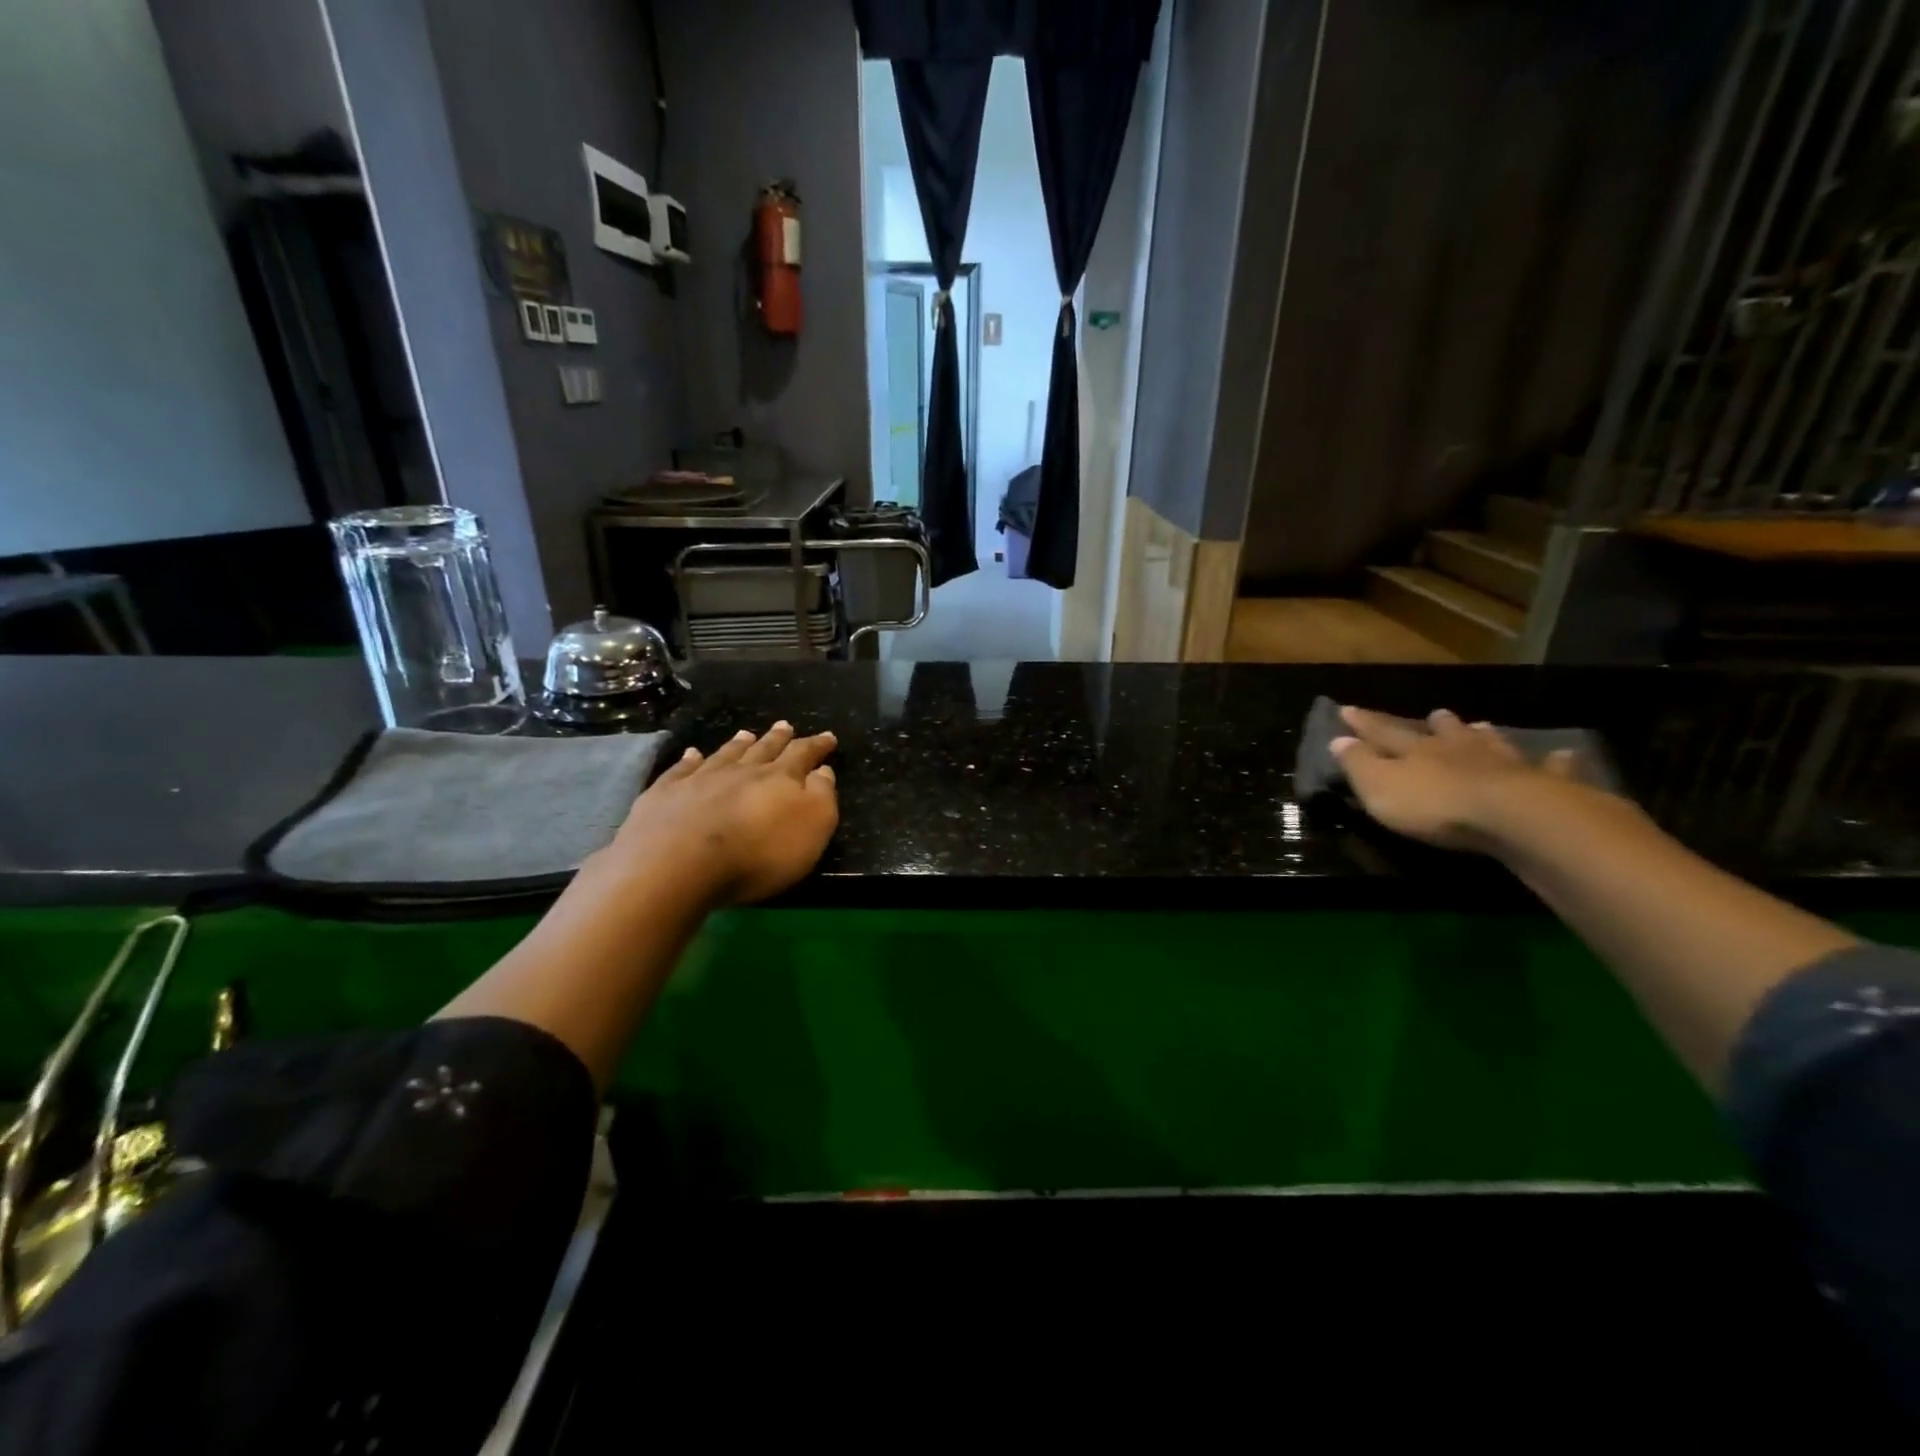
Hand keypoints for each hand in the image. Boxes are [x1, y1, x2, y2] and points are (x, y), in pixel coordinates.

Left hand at [597, 721, 839, 905]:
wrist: (679, 862)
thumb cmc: (758, 852)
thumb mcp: (812, 828)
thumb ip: (821, 797)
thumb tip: (823, 771)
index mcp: (780, 779)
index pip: (803, 755)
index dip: (817, 746)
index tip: (828, 737)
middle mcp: (742, 771)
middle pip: (764, 750)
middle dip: (778, 738)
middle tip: (785, 725)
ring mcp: (701, 779)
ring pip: (726, 755)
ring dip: (738, 744)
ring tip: (746, 734)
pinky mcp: (666, 793)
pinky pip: (682, 769)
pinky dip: (689, 760)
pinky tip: (691, 754)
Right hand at [1330, 705, 1577, 852]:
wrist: (1512, 817)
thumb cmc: (1435, 805)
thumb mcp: (1379, 787)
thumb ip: (1358, 764)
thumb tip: (1337, 739)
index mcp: (1416, 751)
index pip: (1384, 732)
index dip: (1364, 723)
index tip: (1347, 709)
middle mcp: (1459, 750)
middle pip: (1445, 733)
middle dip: (1436, 725)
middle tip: (1435, 713)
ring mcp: (1504, 764)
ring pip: (1491, 744)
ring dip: (1483, 736)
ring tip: (1482, 726)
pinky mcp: (1545, 785)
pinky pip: (1552, 768)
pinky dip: (1556, 762)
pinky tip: (1564, 754)